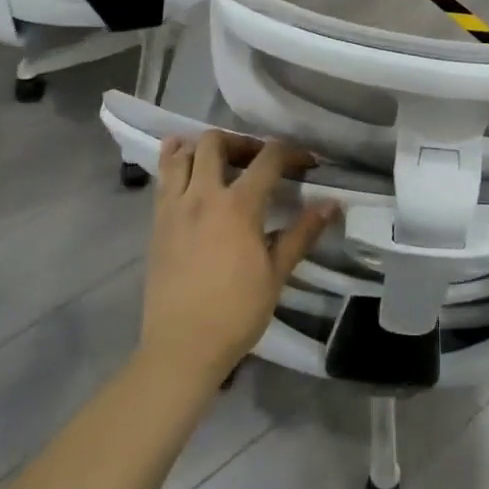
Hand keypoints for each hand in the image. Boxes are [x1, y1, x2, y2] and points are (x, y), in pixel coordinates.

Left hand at [142, 132, 338, 390]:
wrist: (182, 346)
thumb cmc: (236, 312)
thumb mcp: (277, 273)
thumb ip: (302, 233)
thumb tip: (332, 204)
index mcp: (238, 206)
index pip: (268, 159)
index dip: (292, 153)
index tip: (308, 164)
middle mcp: (202, 195)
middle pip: (216, 142)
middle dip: (242, 142)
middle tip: (258, 161)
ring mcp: (174, 206)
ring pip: (182, 153)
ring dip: (203, 148)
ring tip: (221, 163)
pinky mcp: (156, 222)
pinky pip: (162, 178)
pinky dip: (175, 162)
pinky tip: (188, 171)